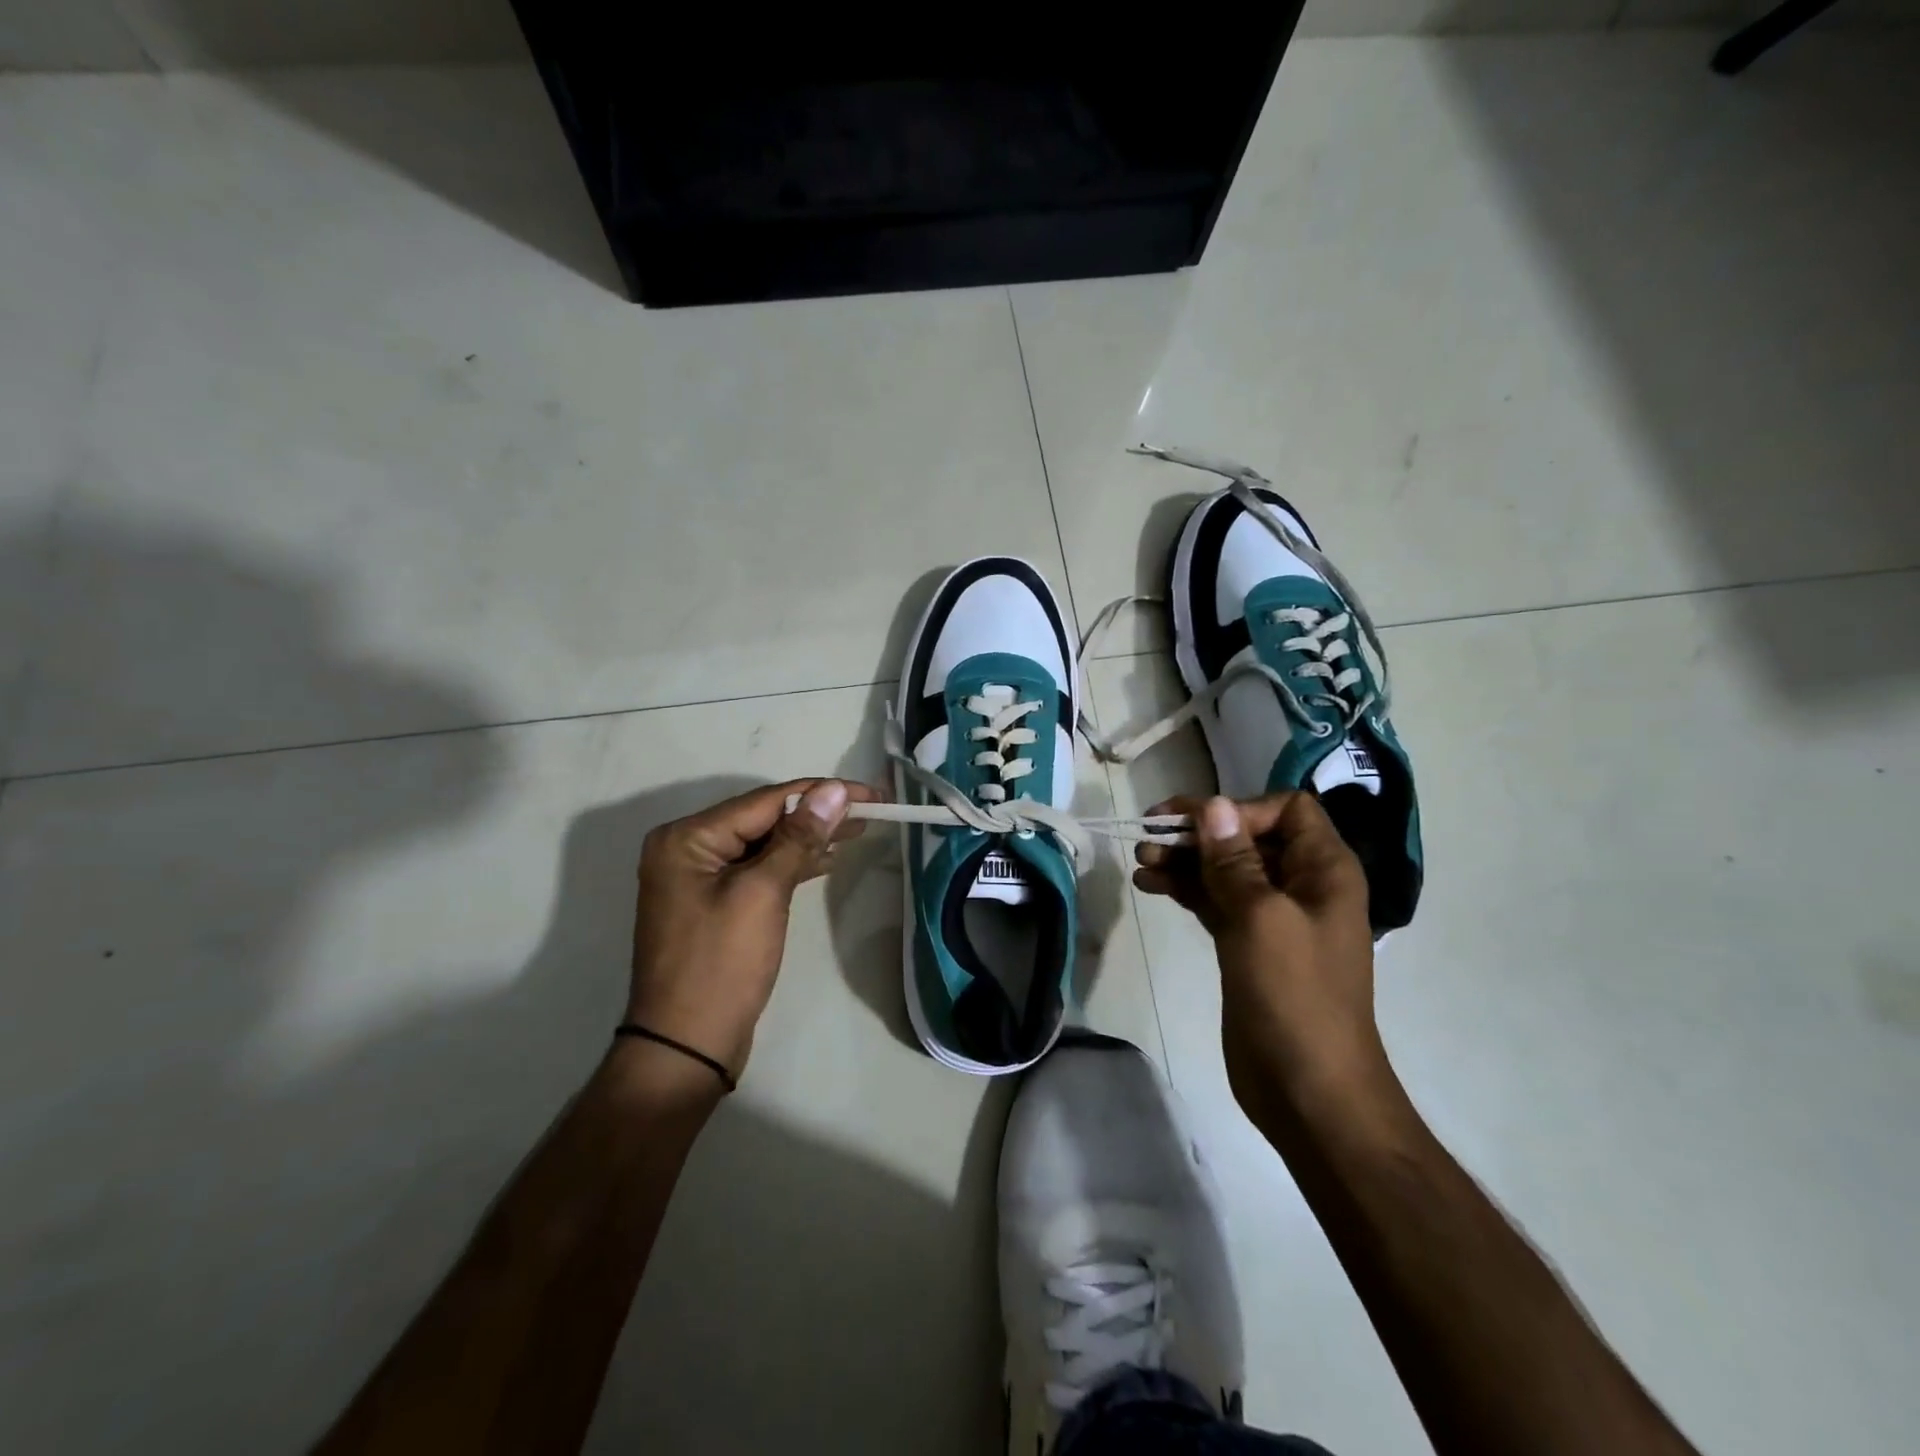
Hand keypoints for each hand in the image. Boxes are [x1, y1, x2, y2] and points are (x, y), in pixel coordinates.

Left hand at [626, 779, 876, 1082]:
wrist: (686, 1047)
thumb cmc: (722, 965)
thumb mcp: (762, 893)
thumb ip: (798, 837)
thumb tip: (832, 791)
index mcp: (688, 838)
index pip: (766, 801)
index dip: (821, 794)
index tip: (869, 792)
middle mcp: (687, 848)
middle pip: (764, 818)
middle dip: (817, 814)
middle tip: (872, 810)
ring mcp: (698, 878)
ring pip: (764, 843)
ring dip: (809, 838)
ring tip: (859, 830)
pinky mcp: (714, 903)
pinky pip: (758, 869)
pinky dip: (792, 864)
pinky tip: (827, 859)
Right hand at [1133, 793, 1386, 1126]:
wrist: (1310, 1090)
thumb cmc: (1294, 996)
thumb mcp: (1261, 918)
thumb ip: (1234, 859)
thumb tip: (1213, 805)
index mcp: (1324, 870)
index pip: (1286, 810)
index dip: (1241, 809)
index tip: (1197, 826)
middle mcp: (1302, 885)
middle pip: (1248, 837)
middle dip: (1199, 833)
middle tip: (1149, 837)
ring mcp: (1273, 917)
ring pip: (1226, 870)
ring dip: (1185, 860)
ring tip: (1141, 862)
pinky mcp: (1248, 944)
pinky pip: (1215, 900)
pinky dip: (1185, 889)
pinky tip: (1149, 885)